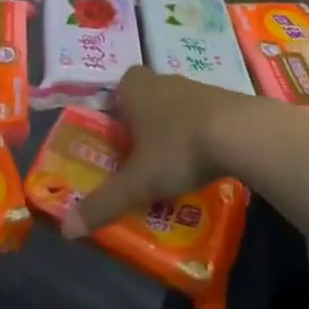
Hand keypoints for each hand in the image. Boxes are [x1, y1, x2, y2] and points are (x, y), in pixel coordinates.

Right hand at [63, 67, 246, 236]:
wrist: (241, 133)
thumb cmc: (178, 149)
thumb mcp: (138, 182)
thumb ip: (104, 202)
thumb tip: (67, 227)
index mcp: (137, 89)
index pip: (121, 85)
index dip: (118, 105)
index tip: (118, 133)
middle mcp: (164, 81)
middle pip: (148, 94)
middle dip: (144, 119)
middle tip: (141, 152)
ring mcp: (198, 88)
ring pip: (177, 104)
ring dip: (174, 126)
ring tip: (173, 161)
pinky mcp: (226, 101)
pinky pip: (204, 114)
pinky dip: (201, 132)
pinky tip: (205, 159)